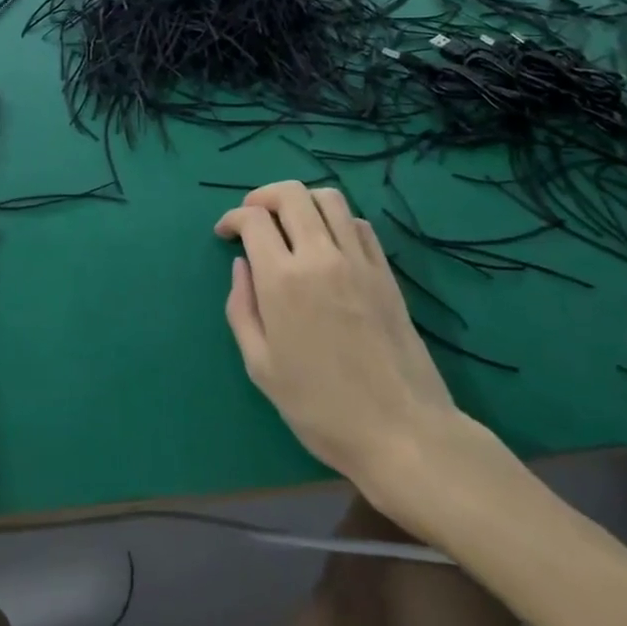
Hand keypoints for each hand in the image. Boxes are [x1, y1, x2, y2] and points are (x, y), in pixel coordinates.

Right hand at [216, 182, 521, 510]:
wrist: (400, 431)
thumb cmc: (319, 407)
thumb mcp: (261, 367)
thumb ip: (242, 309)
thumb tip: (242, 266)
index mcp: (282, 280)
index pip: (254, 219)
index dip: (233, 218)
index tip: (226, 233)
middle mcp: (319, 256)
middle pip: (290, 194)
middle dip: (263, 196)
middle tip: (253, 216)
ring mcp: (357, 260)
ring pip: (329, 198)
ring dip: (302, 200)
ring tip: (290, 221)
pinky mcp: (385, 271)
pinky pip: (359, 224)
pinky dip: (337, 220)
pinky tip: (328, 242)